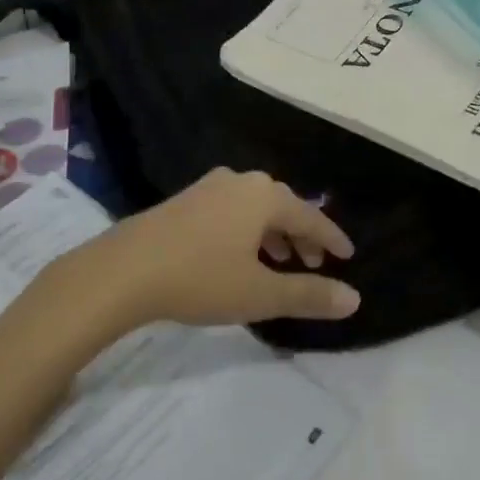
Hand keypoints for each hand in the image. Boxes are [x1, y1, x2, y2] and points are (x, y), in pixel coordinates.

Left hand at [79, 168, 360, 328]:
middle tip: (314, 264)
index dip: (331, 238)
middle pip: (283, 206)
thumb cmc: (200, 278)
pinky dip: (248, 229)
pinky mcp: (187, 199)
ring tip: (279, 262)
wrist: (125, 269)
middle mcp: (242, 181)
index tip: (347, 255)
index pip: (310, 216)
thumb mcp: (259, 294)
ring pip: (256, 207)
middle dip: (302, 236)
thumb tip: (354, 298)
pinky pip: (232, 209)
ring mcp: (211, 186)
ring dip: (274, 233)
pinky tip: (239, 254)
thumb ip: (308, 295)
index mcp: (265, 196)